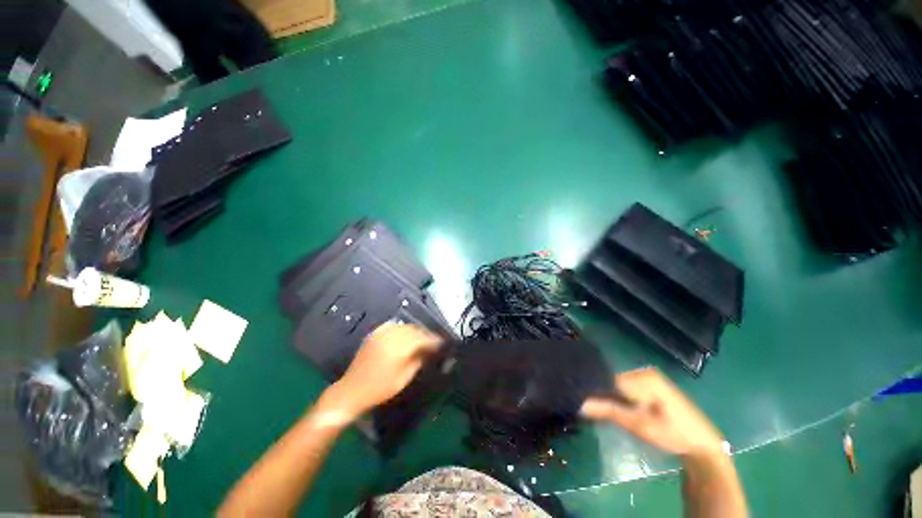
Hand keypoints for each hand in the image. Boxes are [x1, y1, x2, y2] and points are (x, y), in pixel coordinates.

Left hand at [322, 323, 441, 421]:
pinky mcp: (375, 333)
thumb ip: (418, 361)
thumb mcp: (404, 378)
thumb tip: (430, 351)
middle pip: (414, 330)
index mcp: (399, 347)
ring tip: (421, 339)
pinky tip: (405, 334)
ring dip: (415, 331)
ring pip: (404, 326)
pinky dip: (402, 328)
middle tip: (433, 342)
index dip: (433, 340)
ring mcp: (381, 333)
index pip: (422, 338)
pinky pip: (393, 325)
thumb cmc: (380, 389)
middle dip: (425, 335)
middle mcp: (391, 335)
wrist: (352, 390)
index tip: (442, 343)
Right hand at [581, 367, 724, 457]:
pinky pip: (627, 388)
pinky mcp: (651, 387)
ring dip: (609, 397)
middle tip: (589, 407)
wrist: (703, 445)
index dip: (594, 390)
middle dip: (601, 393)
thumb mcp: (639, 424)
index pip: (608, 378)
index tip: (581, 400)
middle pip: (612, 380)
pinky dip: (619, 398)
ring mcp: (649, 378)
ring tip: (599, 409)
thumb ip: (608, 411)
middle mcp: (644, 372)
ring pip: (618, 384)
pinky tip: (616, 408)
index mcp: (643, 377)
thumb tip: (579, 404)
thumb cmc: (673, 434)